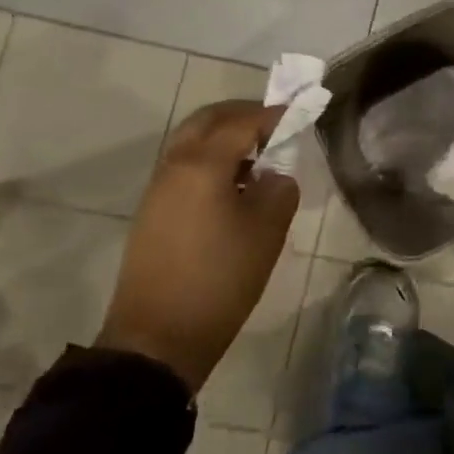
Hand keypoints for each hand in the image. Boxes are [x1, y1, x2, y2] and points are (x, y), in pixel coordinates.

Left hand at [96, 100, 297, 391]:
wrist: (158, 338)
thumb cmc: (220, 280)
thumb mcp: (267, 232)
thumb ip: (279, 190)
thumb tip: (275, 176)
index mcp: (202, 165)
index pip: (243, 122)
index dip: (274, 115)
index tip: (301, 115)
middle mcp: (174, 165)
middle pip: (208, 120)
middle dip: (243, 115)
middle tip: (276, 126)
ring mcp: (158, 188)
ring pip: (192, 141)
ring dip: (225, 137)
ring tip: (258, 157)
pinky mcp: (152, 211)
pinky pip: (184, 166)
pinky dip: (210, 159)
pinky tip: (234, 186)